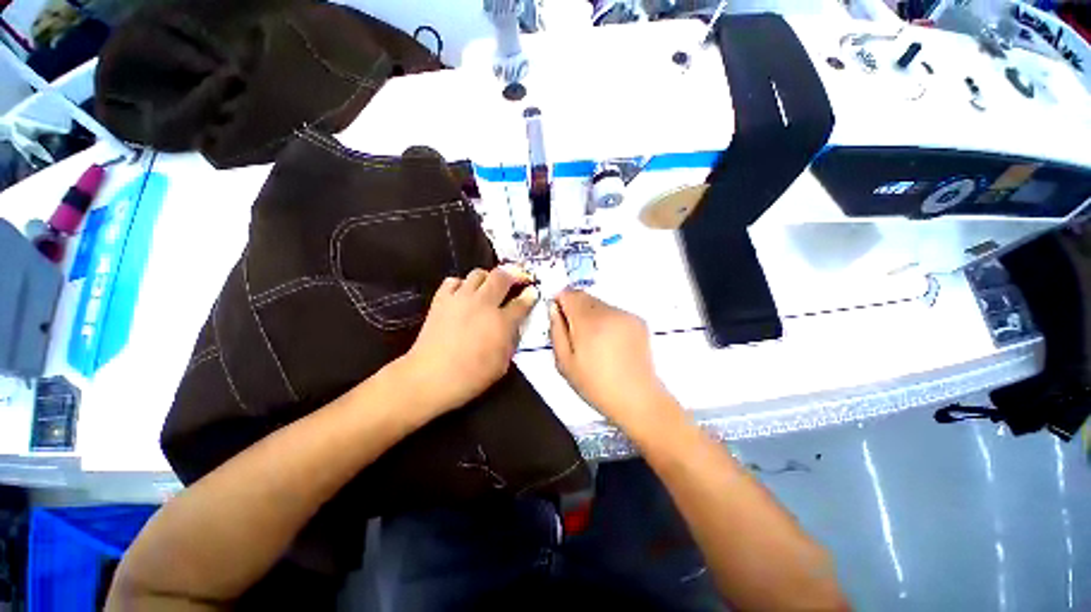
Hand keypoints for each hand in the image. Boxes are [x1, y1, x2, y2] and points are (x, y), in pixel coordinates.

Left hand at [399, 267, 537, 418]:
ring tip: (490, 286)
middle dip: (514, 274)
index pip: (522, 302)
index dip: (530, 295)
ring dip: (488, 278)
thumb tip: (514, 325)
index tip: (533, 291)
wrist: (430, 378)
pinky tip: (463, 294)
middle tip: (517, 278)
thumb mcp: (502, 364)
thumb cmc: (471, 377)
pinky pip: (453, 281)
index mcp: (501, 322)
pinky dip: (461, 284)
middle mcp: (483, 304)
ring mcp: (460, 299)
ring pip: (478, 273)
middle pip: (502, 277)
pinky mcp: (441, 300)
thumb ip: (511, 340)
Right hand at [548, 290, 671, 426]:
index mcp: (588, 322)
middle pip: (585, 296)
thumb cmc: (595, 385)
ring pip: (600, 304)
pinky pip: (614, 312)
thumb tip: (553, 308)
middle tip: (575, 334)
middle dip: (575, 308)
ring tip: (594, 341)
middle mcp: (608, 312)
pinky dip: (607, 320)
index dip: (560, 301)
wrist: (637, 398)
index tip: (558, 316)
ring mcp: (626, 315)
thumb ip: (556, 331)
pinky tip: (610, 342)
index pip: (569, 294)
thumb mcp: (565, 363)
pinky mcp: (638, 321)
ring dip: (591, 314)